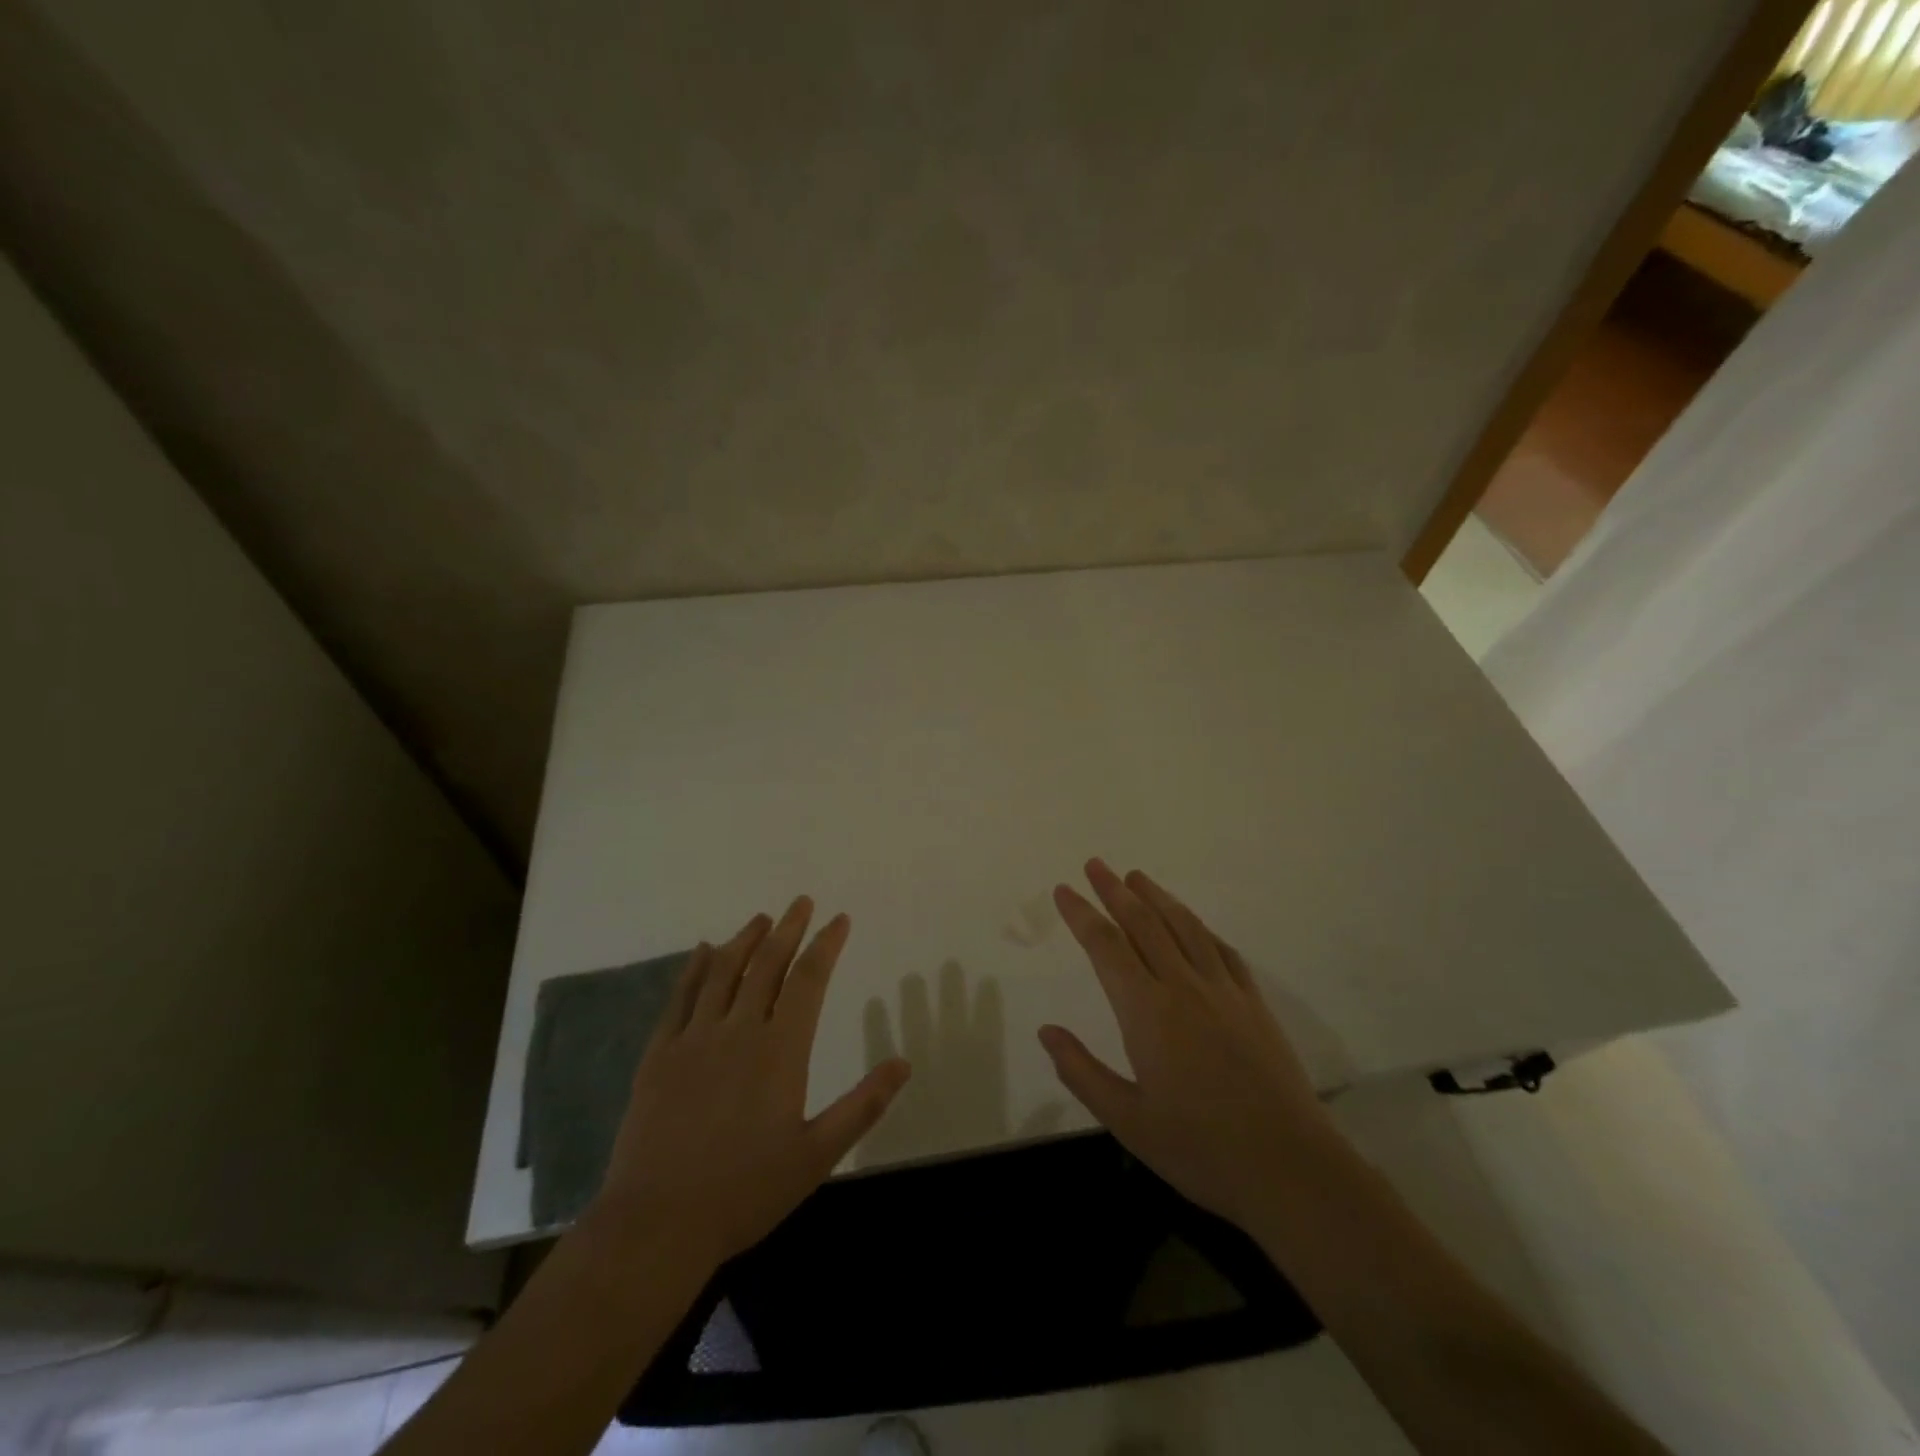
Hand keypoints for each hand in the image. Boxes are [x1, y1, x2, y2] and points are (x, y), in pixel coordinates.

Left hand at [587, 897, 911, 1268]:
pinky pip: (680, 998)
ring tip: (761, 918)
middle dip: (788, 929)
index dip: (826, 945)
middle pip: (767, 964)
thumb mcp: (817, 1155)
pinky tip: (704, 950)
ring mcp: (694, 1039)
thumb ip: (863, 1105)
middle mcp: (738, 1030)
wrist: (657, 1224)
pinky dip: (695, 968)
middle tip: (802, 903)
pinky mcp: (659, 1055)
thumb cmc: (745, 1191)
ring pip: (723, 972)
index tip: (839, 919)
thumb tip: (904, 1063)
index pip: (809, 980)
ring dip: (745, 939)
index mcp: (780, 1050)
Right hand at [1040, 859, 1338, 1232]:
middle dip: (1115, 890)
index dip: (1081, 915)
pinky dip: (1200, 928)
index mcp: (1147, 1012)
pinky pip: (1222, 951)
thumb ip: (1082, 1071)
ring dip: (1157, 897)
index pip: (1106, 946)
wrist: (1291, 1168)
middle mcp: (1183, 987)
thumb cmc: (1201, 1149)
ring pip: (1184, 927)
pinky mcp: (1254, 1004)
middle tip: (1095, 864)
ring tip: (1137, 877)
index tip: (1064, 890)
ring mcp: (1224, 992)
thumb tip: (1046, 1031)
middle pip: (1144, 923)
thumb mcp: (1128, 1121)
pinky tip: (1193, 924)